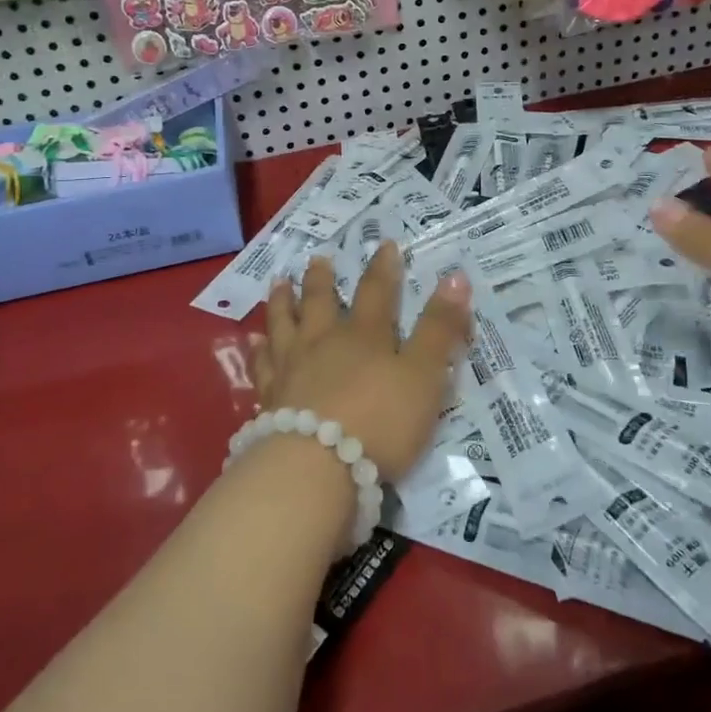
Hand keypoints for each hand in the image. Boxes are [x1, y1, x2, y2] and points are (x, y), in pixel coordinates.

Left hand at [255, 245, 472, 480]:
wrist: (316, 467)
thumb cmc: (380, 421)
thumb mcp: (424, 375)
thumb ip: (439, 328)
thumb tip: (456, 276)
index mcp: (365, 335)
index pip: (377, 291)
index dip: (384, 268)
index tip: (384, 245)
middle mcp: (324, 342)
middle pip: (321, 302)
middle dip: (322, 278)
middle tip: (318, 258)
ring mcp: (292, 368)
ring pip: (284, 324)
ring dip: (282, 301)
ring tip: (279, 281)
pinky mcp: (270, 398)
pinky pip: (261, 365)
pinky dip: (258, 349)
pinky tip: (254, 341)